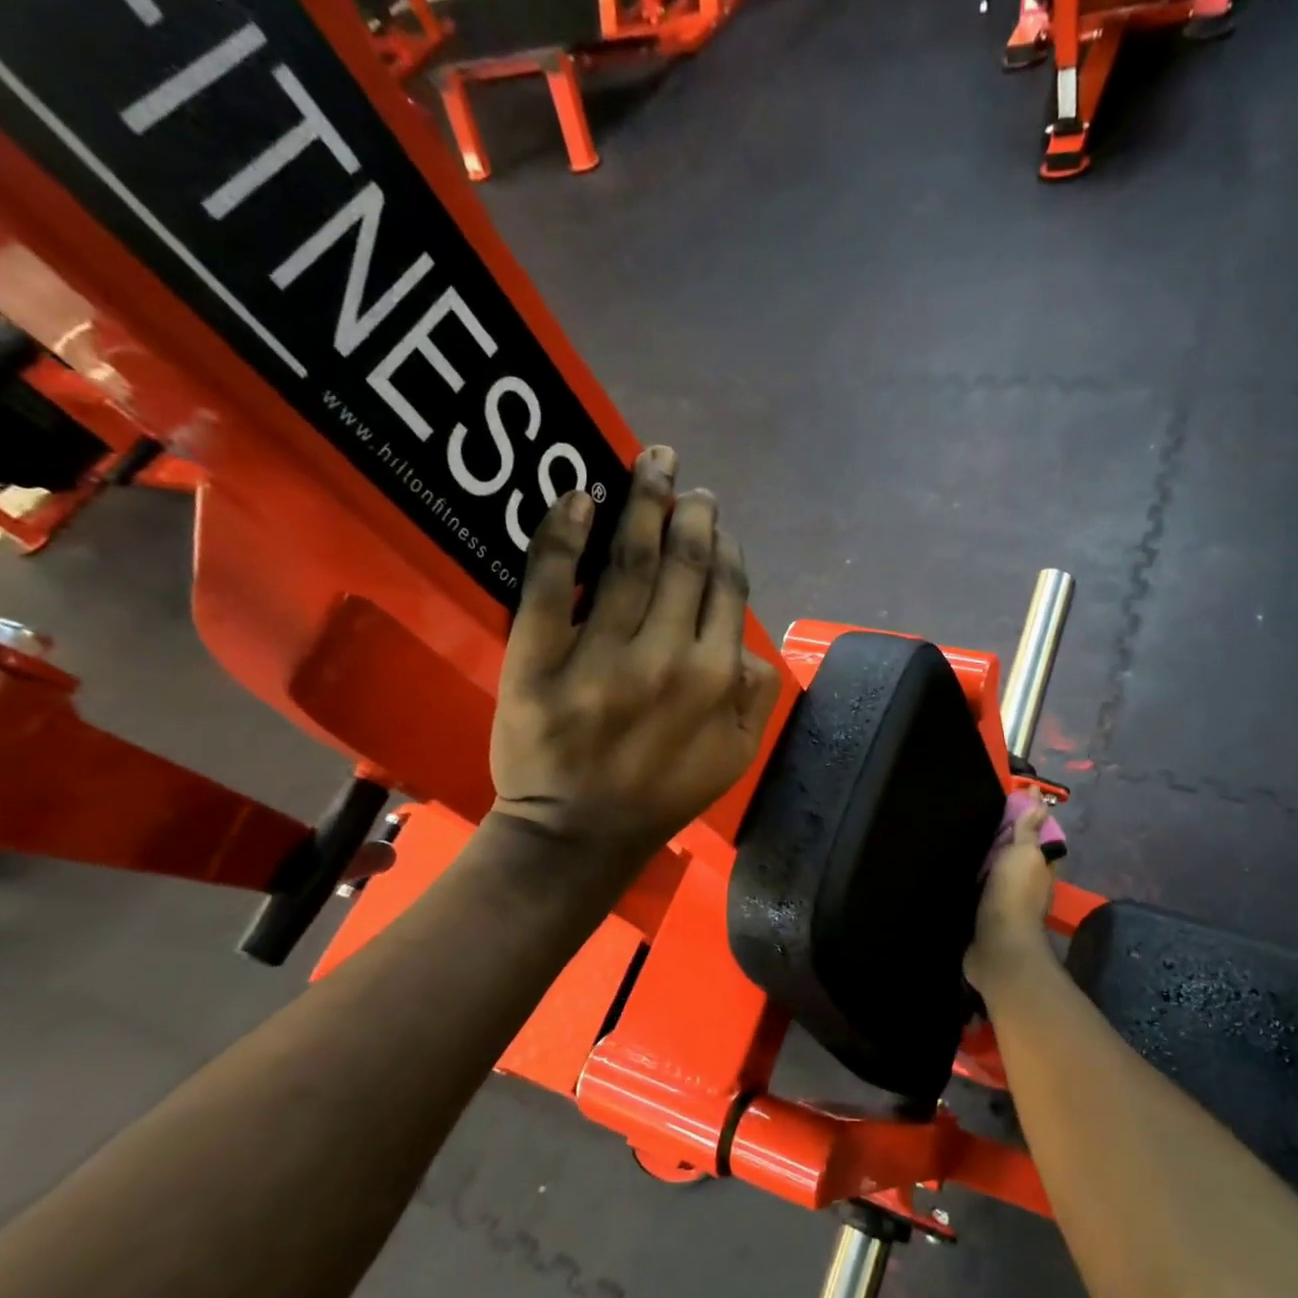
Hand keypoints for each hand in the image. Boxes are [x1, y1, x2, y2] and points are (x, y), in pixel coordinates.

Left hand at [489, 446, 781, 847]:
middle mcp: (665, 656)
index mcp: (715, 677)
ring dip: (641, 502)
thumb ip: (758, 694)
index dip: (724, 546)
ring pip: (627, 561)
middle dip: (689, 511)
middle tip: (685, 483)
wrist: (581, 832)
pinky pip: (550, 585)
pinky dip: (563, 535)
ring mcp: (600, 655)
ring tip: (650, 465)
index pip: (726, 589)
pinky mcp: (539, 659)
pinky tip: (577, 498)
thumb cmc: (664, 792)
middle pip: (682, 561)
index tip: (715, 524)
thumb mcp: (737, 755)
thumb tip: (748, 639)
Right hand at [964, 799, 1059, 995]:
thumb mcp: (1024, 853)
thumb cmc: (1013, 893)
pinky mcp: (986, 914)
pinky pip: (980, 887)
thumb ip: (1028, 828)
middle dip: (1003, 835)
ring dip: (987, 856)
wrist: (997, 945)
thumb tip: (1038, 797)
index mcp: (1040, 865)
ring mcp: (1007, 900)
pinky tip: (958, 867)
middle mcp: (1027, 882)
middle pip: (1015, 852)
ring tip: (964, 835)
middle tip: (980, 812)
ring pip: (998, 870)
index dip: (1025, 816)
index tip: (1008, 795)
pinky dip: (973, 876)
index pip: (1035, 834)